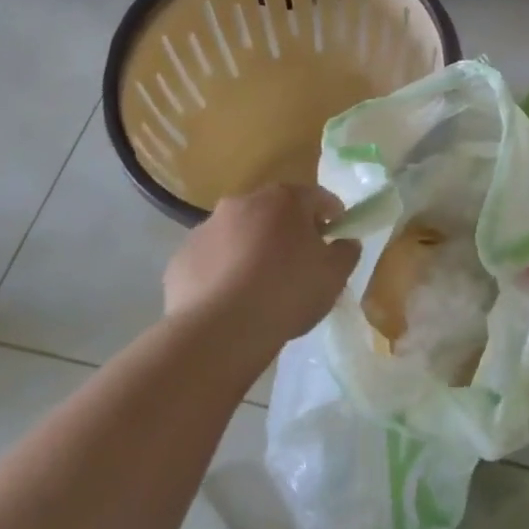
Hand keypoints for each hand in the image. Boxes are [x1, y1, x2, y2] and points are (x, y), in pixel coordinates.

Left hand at [164, 184, 359, 351]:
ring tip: (260, 285)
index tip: (337, 234)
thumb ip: (346, 252)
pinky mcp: (182, 256)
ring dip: (252, 248)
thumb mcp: (334, 276)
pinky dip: (222, 270)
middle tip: (298, 261)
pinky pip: (211, 258)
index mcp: (284, 200)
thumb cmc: (287, 293)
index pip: (317, 197)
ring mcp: (206, 227)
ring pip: (239, 232)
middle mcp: (243, 202)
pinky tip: (229, 299)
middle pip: (274, 211)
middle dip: (288, 230)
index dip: (331, 214)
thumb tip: (344, 241)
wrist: (219, 330)